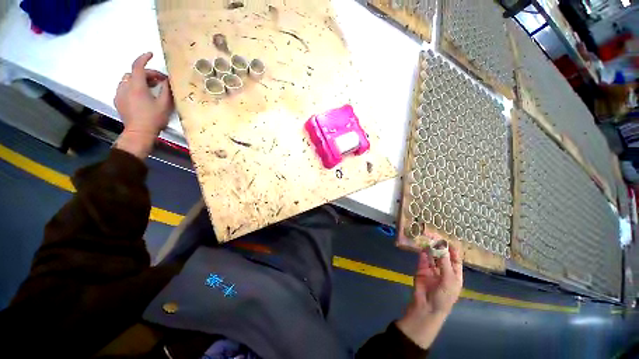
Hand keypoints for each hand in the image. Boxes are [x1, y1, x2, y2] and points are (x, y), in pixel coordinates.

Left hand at [114, 52, 173, 157]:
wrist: (139, 133)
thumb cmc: (153, 119)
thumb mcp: (165, 105)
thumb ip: (166, 90)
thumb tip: (167, 80)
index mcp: (137, 86)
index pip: (138, 66)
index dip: (144, 58)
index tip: (150, 54)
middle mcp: (125, 86)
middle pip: (134, 73)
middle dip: (147, 74)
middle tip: (159, 82)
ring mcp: (119, 93)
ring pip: (128, 79)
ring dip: (139, 80)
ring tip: (150, 88)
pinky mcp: (117, 100)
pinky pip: (124, 88)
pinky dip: (132, 87)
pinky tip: (140, 95)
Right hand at [397, 244, 462, 348]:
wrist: (427, 307)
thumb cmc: (444, 297)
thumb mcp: (449, 280)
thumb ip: (444, 262)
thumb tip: (442, 246)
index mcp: (455, 274)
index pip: (455, 259)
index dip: (452, 250)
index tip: (447, 240)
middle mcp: (443, 270)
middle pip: (442, 256)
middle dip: (439, 246)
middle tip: (434, 235)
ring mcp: (431, 270)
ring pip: (432, 256)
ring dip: (430, 248)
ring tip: (428, 238)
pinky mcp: (421, 269)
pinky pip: (422, 259)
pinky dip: (422, 252)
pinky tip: (422, 246)